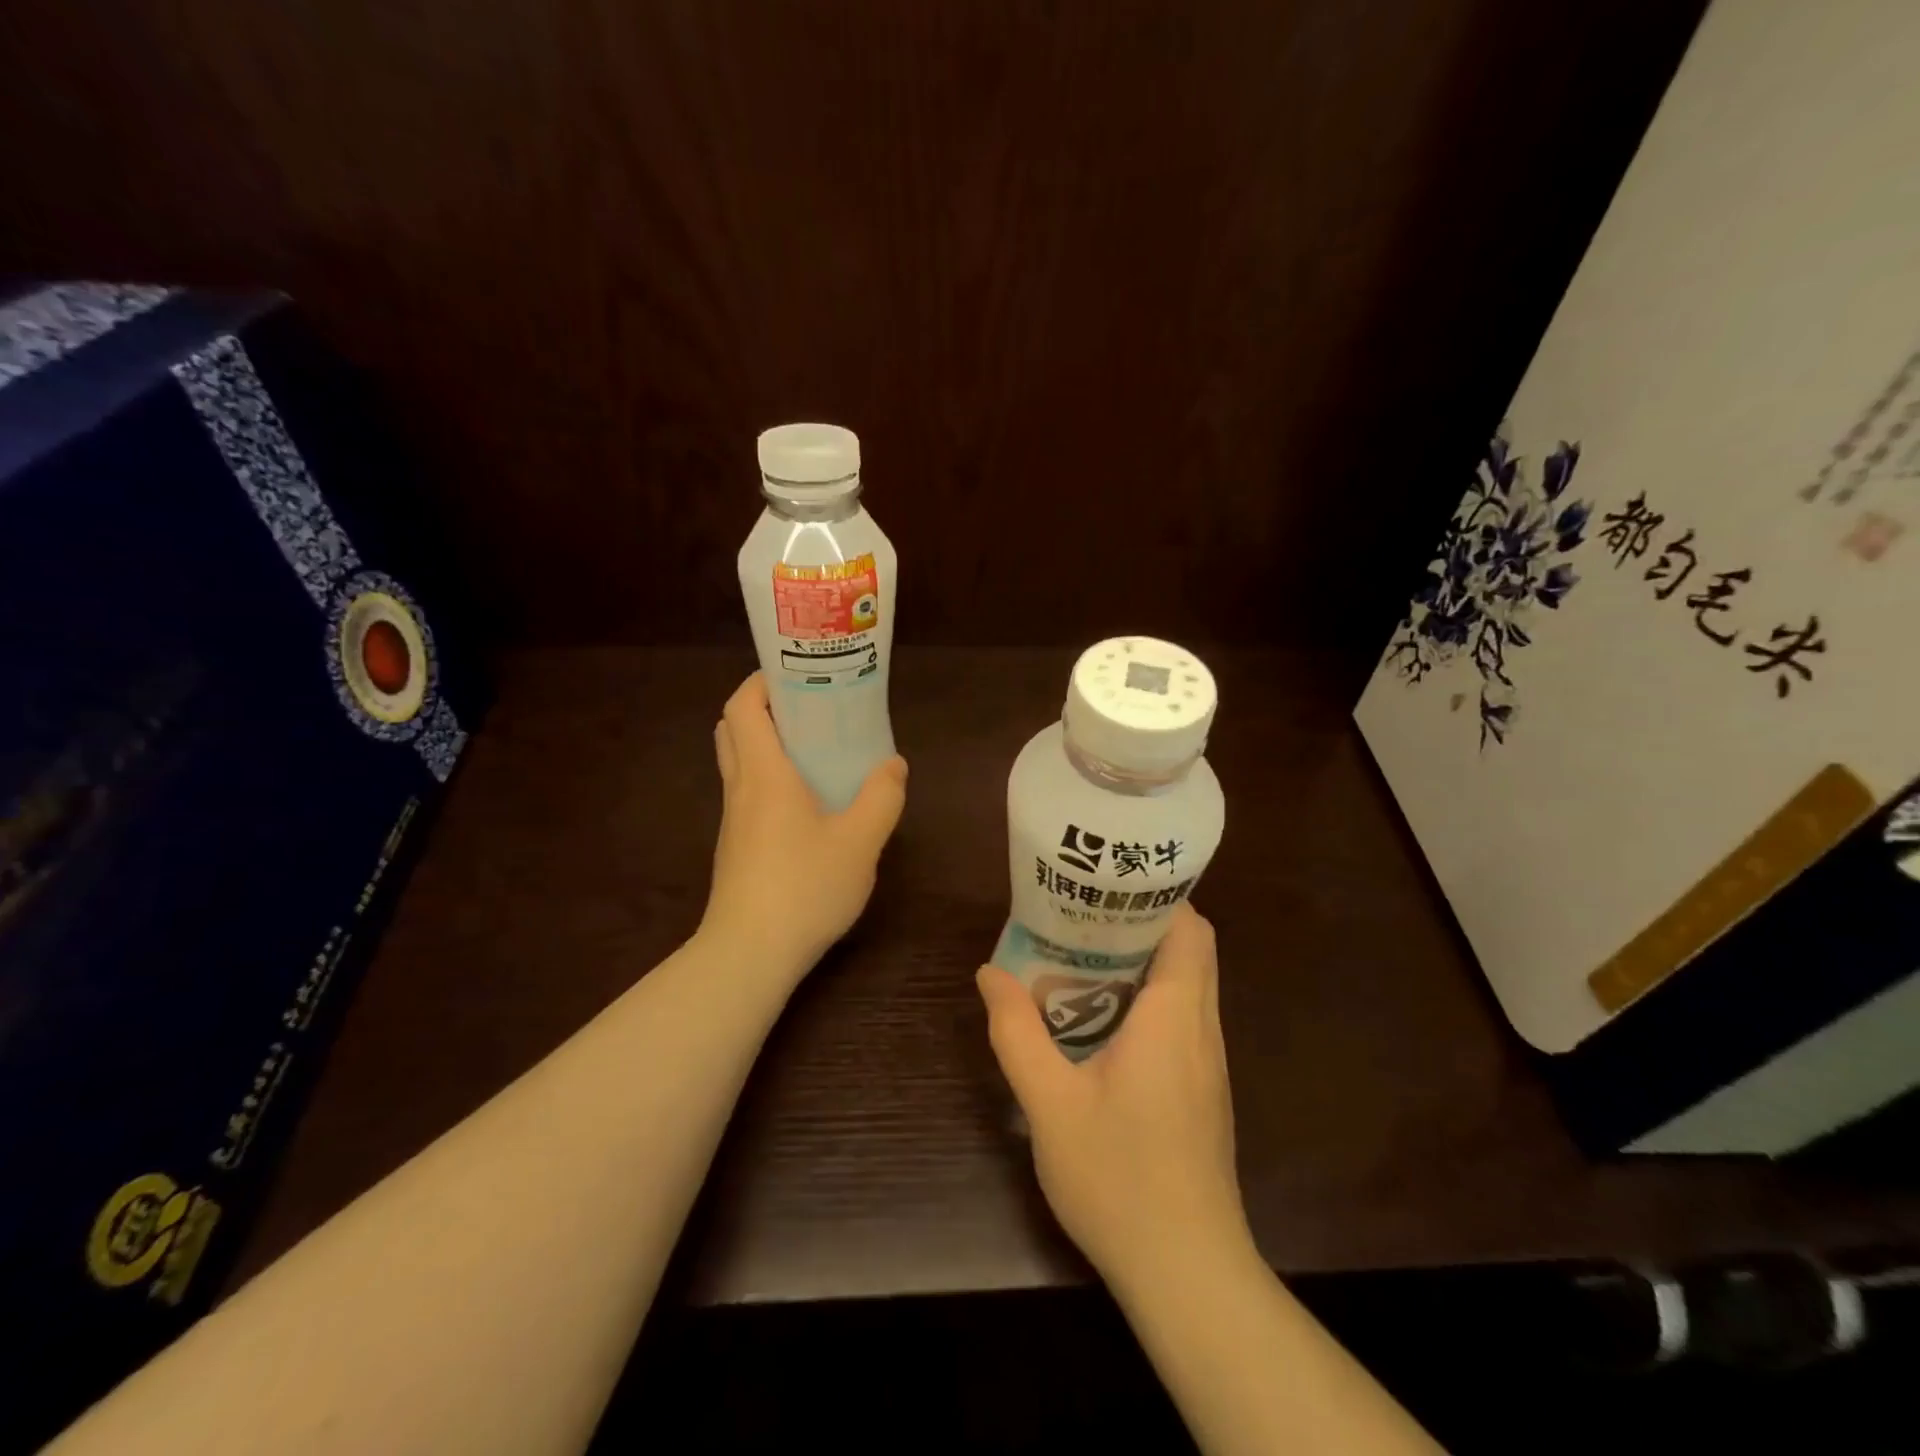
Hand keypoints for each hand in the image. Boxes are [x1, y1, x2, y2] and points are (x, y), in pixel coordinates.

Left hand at [700, 672, 907, 977]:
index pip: (743, 706)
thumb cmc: (804, 887)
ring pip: (739, 763)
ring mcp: (733, 821)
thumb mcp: (860, 842)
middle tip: (808, 709)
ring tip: (815, 750)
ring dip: (767, 745)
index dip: (762, 681)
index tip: (797, 674)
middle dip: (764, 708)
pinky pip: (748, 794)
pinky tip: (808, 804)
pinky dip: (770, 779)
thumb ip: (881, 797)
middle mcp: (740, 788)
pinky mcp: (736, 848)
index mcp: (764, 773)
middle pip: (733, 729)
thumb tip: (893, 765)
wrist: (749, 954)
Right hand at [976, 903, 1249, 1286]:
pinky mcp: (1203, 1091)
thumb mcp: (1049, 1102)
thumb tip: (990, 973)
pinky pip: (1181, 1020)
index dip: (1156, 897)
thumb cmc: (1119, 1177)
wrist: (1187, 1274)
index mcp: (1175, 1016)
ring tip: (1081, 956)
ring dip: (1142, 963)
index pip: (1191, 929)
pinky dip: (1148, 1001)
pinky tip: (1099, 1020)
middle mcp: (1202, 1029)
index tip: (1106, 886)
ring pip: (1186, 986)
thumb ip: (1017, 1032)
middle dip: (1139, 924)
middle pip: (1189, 950)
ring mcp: (1209, 1064)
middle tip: (1080, 916)